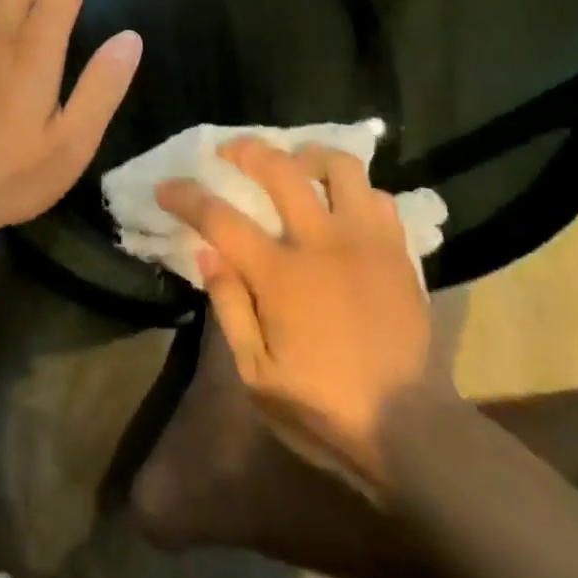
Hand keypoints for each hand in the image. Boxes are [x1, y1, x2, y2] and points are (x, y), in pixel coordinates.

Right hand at [156, 140, 445, 491]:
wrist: (410, 428)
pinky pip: (377, 196)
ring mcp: (365, 240)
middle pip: (280, 169)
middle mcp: (322, 242)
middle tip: (230, 150)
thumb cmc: (325, 406)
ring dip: (309, 156)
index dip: (186, 197)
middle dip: (247, 150)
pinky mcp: (398, 250)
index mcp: (281, 275)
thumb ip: (230, 307)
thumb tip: (208, 254)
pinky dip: (355, 191)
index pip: (220, 219)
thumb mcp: (258, 375)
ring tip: (295, 163)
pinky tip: (342, 204)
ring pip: (339, 166)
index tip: (166, 186)